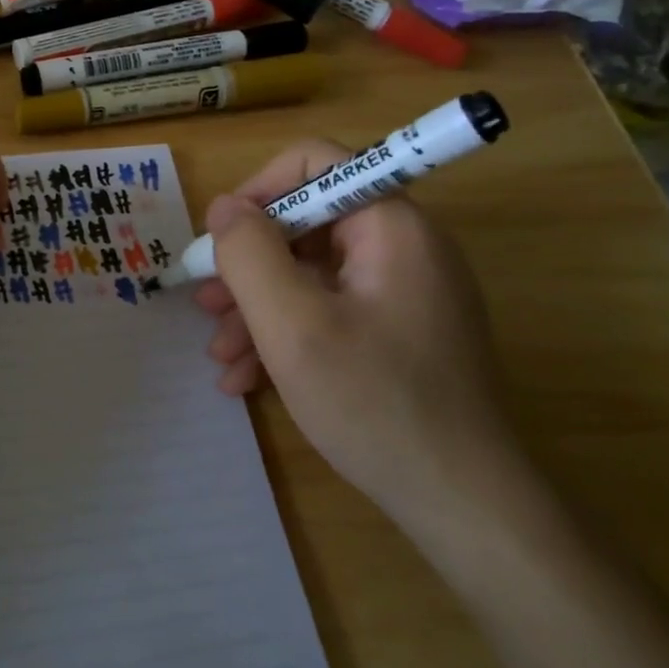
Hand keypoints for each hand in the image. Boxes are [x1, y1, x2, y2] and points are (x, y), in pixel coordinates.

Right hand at [196, 140, 521, 526]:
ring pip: (312, 274)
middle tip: (206, 303)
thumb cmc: (373, 403)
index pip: (316, 162)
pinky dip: (288, 334)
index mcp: (391, 226)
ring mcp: (404, 293)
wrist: (462, 505)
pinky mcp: (400, 332)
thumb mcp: (291, 324)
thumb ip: (249, 253)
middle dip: (249, 264)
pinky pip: (331, 310)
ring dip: (259, 307)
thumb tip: (225, 206)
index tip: (221, 239)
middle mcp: (404, 247)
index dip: (259, 190)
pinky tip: (249, 377)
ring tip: (221, 353)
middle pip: (307, 223)